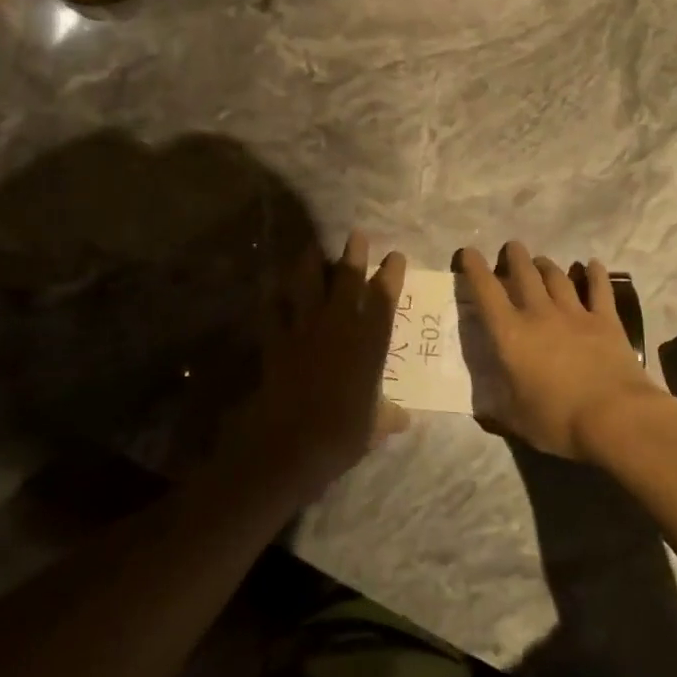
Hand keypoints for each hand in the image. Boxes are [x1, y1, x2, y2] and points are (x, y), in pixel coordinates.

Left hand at [223, 231, 408, 503]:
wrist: (292, 442)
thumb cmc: (342, 434)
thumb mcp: (374, 429)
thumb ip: (388, 417)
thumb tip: (403, 418)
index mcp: (369, 343)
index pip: (384, 299)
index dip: (391, 275)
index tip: (396, 256)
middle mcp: (339, 326)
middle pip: (347, 280)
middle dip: (353, 254)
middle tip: (356, 235)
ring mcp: (305, 330)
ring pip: (308, 286)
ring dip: (310, 264)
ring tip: (311, 247)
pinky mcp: (276, 341)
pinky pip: (273, 312)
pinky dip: (273, 299)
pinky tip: (272, 290)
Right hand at [457, 242, 673, 461]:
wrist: (615, 418)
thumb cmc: (558, 421)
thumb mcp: (517, 421)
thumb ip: (498, 410)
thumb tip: (482, 412)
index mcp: (510, 335)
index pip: (486, 292)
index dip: (474, 269)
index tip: (468, 252)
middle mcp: (539, 314)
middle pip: (524, 273)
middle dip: (515, 256)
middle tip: (512, 248)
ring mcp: (575, 313)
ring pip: (557, 277)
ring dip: (546, 265)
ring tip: (541, 261)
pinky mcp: (606, 320)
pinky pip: (599, 289)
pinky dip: (596, 274)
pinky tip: (593, 264)